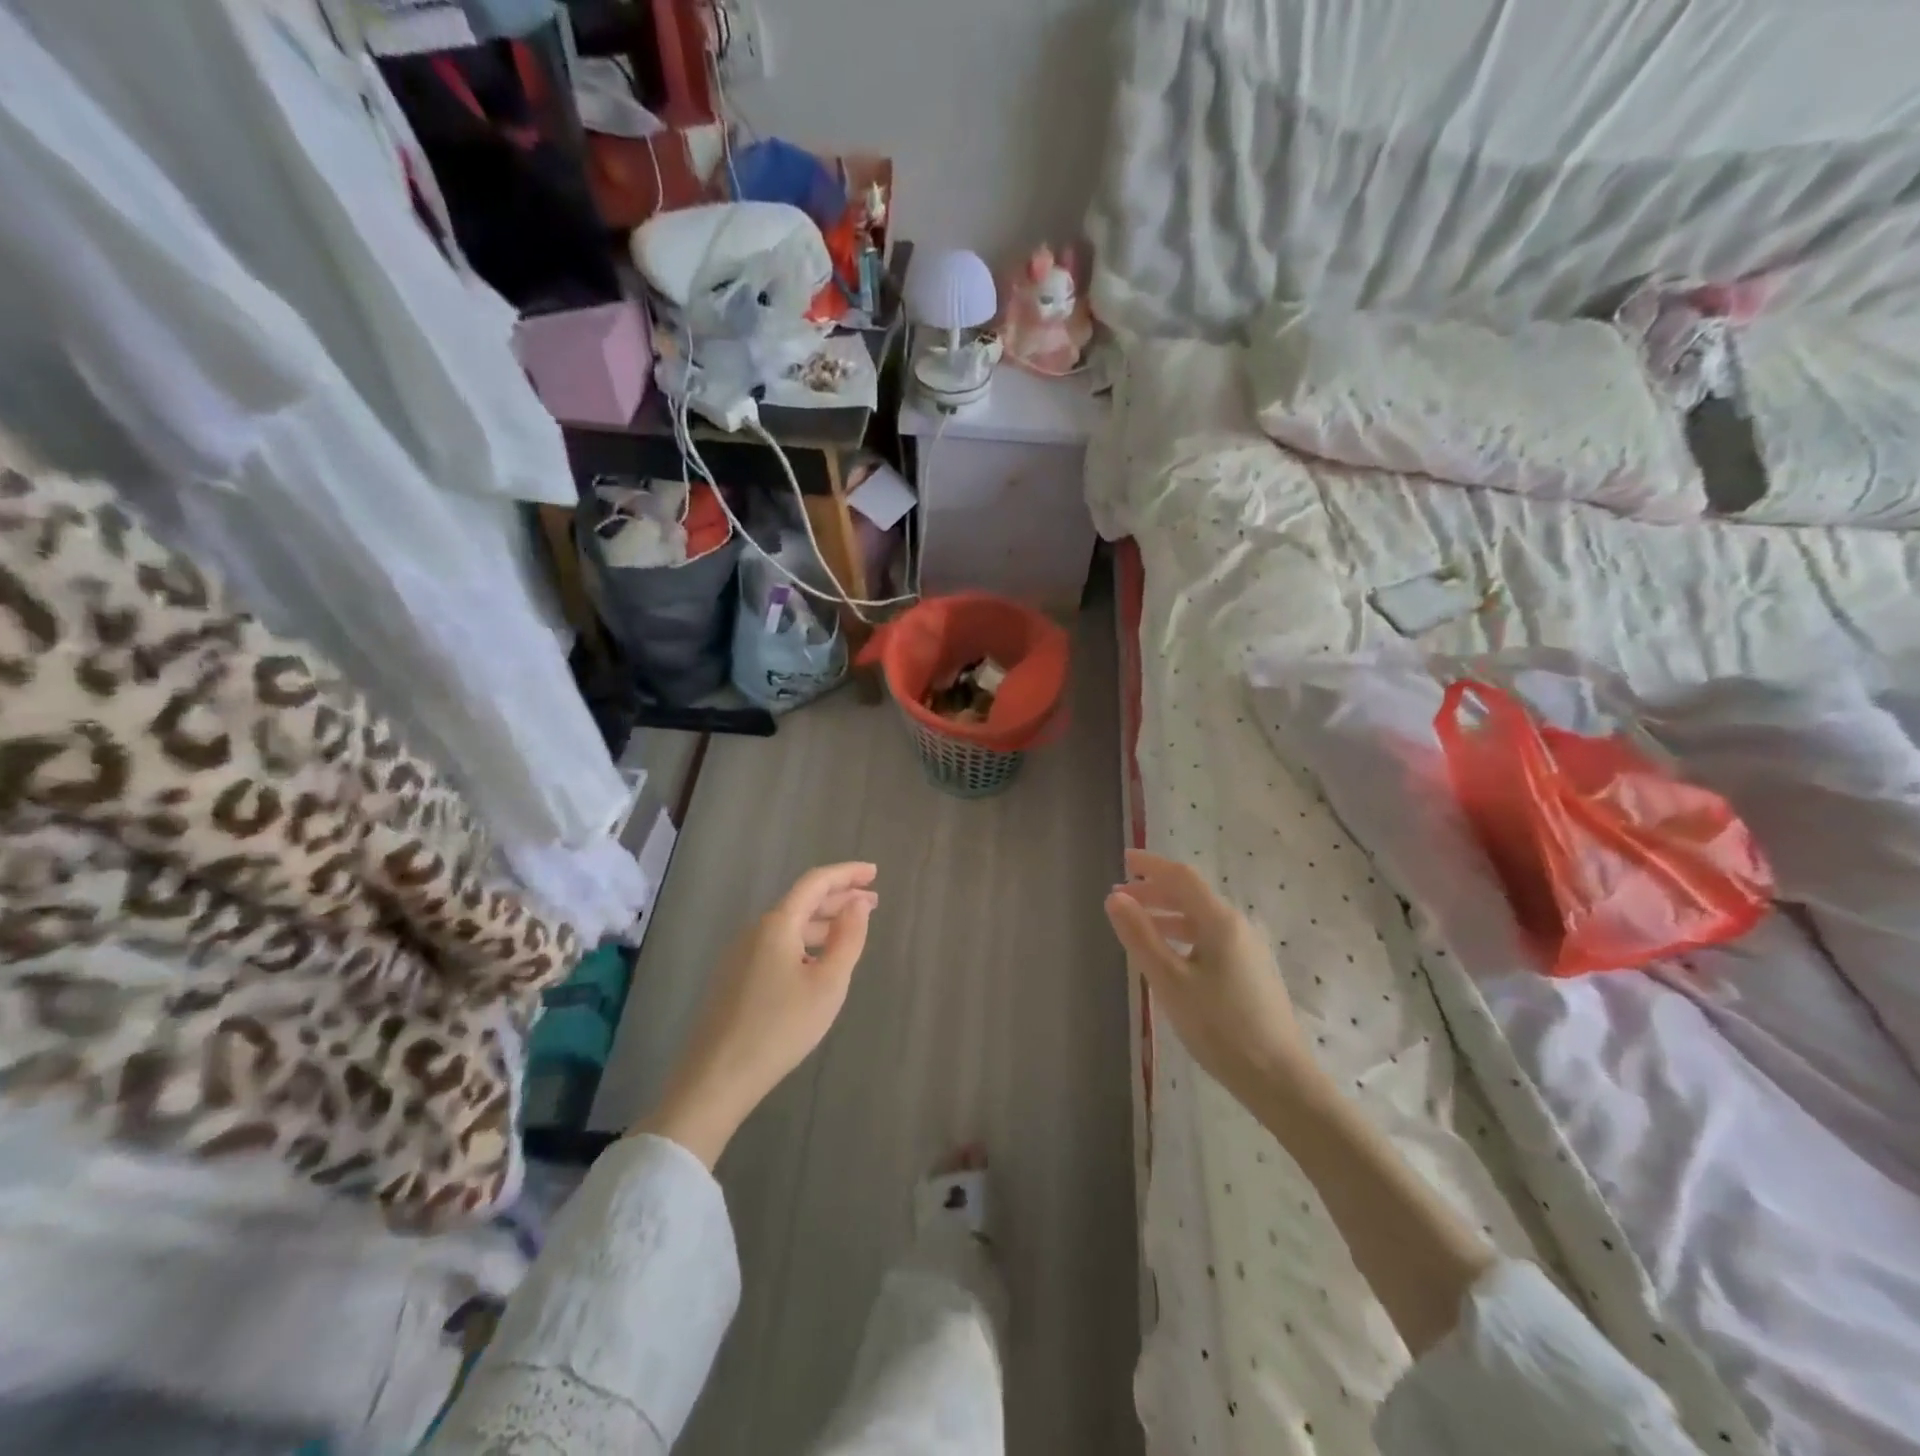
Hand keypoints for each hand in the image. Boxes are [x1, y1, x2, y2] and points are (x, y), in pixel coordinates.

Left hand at [637, 863, 877, 1166]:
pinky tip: (818, 962)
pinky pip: (777, 946)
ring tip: (851, 931)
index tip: (873, 873)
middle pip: (801, 902)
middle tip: (872, 901)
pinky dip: (805, 942)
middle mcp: (756, 931)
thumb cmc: (780, 1027)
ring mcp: (741, 955)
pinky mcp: (735, 979)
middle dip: (838, 898)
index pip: (815, 882)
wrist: (716, 1077)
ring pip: (789, 926)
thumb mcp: (827, 984)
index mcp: (777, 924)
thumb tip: (858, 903)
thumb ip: (848, 938)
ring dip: (823, 923)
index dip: (846, 874)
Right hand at [1105, 850, 1321, 1108]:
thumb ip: (1140, 936)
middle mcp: (1237, 927)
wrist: (1279, 1079)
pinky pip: (1210, 938)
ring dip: (1167, 915)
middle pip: (1192, 896)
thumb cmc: (1219, 1026)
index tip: (1124, 859)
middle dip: (1155, 891)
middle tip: (1121, 897)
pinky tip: (1168, 956)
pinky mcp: (1251, 972)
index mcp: (1220, 921)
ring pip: (1200, 919)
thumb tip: (1114, 898)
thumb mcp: (1169, 981)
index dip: (1151, 865)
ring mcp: (1248, 950)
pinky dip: (1182, 935)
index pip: (1182, 877)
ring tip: (1137, 925)